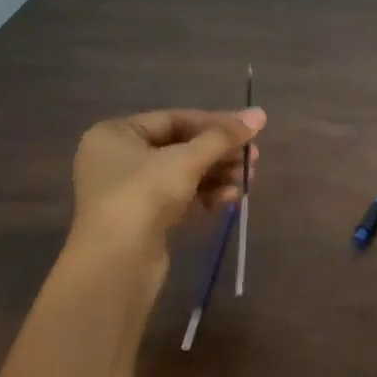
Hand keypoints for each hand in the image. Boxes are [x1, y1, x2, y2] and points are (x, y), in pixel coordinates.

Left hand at [69, 107, 264, 266]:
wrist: (117, 262)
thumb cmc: (144, 195)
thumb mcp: (187, 160)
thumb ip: (224, 136)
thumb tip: (260, 114)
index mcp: (116, 134)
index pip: (174, 119)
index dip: (215, 124)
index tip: (248, 131)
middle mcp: (118, 158)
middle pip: (180, 147)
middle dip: (219, 153)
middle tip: (253, 158)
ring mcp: (129, 192)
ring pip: (183, 175)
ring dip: (217, 175)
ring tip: (248, 179)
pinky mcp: (142, 219)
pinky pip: (179, 198)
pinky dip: (206, 196)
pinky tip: (231, 199)